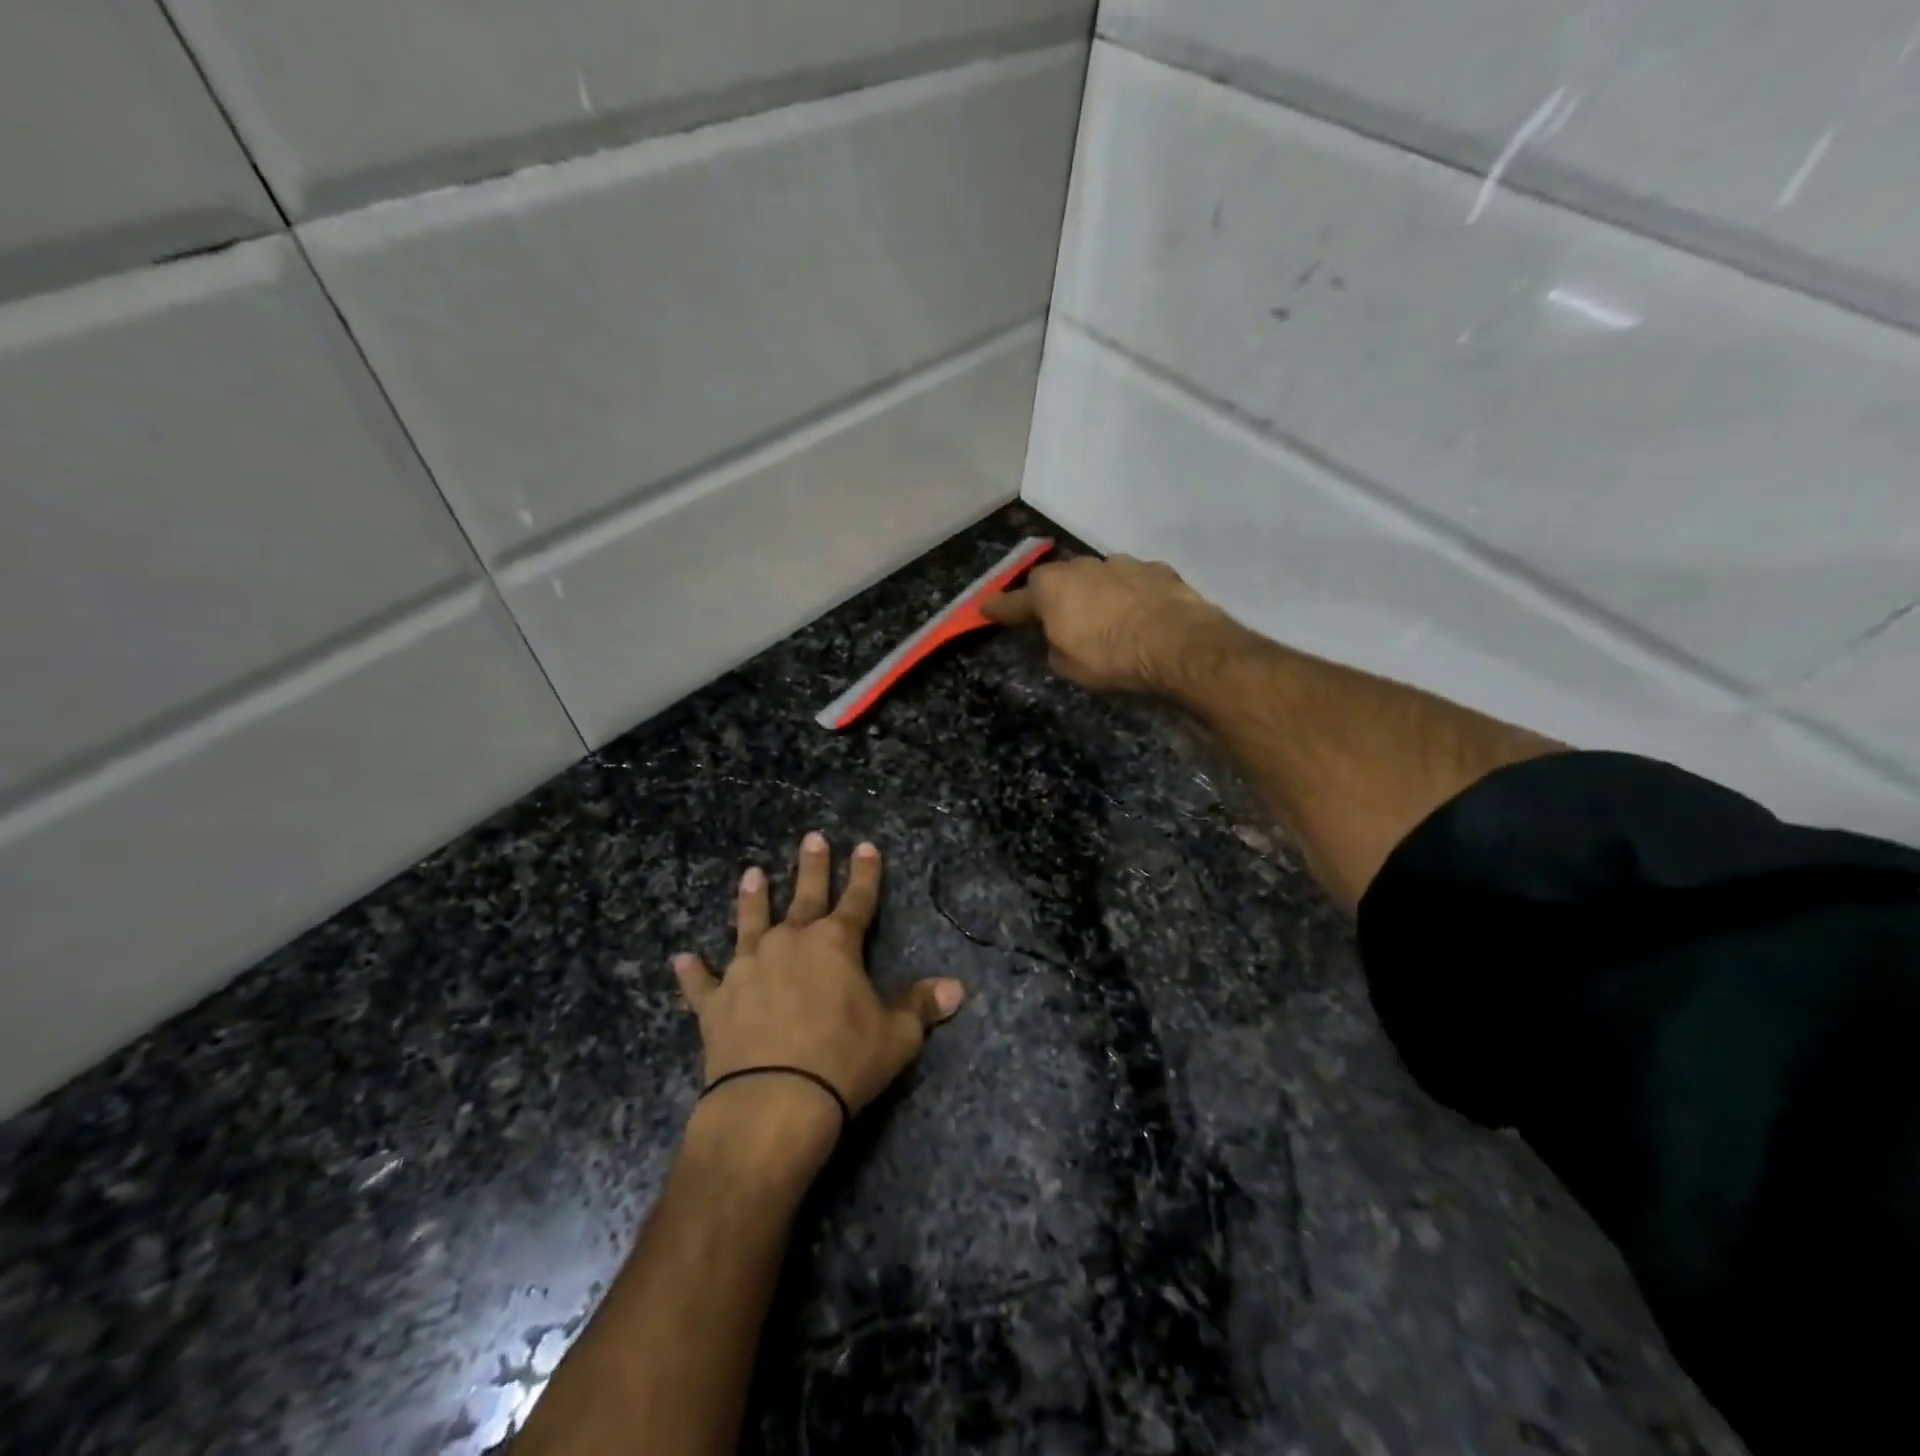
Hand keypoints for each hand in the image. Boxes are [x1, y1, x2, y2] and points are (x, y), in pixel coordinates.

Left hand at [673, 833, 964, 1155]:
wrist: (774, 1101)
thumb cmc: (844, 1061)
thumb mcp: (896, 1035)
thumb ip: (922, 1006)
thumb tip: (958, 988)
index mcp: (836, 944)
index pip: (858, 899)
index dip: (865, 873)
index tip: (865, 846)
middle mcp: (790, 943)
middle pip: (804, 896)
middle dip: (811, 867)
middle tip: (812, 838)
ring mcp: (748, 968)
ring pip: (750, 923)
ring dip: (752, 899)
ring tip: (752, 874)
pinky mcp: (715, 1002)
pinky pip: (701, 983)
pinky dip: (692, 972)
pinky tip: (681, 959)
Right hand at [982, 554, 1223, 693]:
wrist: (1176, 643)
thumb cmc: (1109, 657)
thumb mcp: (1067, 665)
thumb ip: (1054, 645)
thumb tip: (1059, 636)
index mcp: (1050, 589)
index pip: (1013, 602)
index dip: (998, 609)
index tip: (984, 609)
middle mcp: (1080, 567)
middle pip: (1056, 580)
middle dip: (1053, 597)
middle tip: (1055, 617)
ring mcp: (1119, 563)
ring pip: (1096, 576)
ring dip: (1093, 593)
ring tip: (1103, 617)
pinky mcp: (1155, 569)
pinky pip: (1131, 581)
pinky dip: (1128, 595)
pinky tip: (1138, 613)